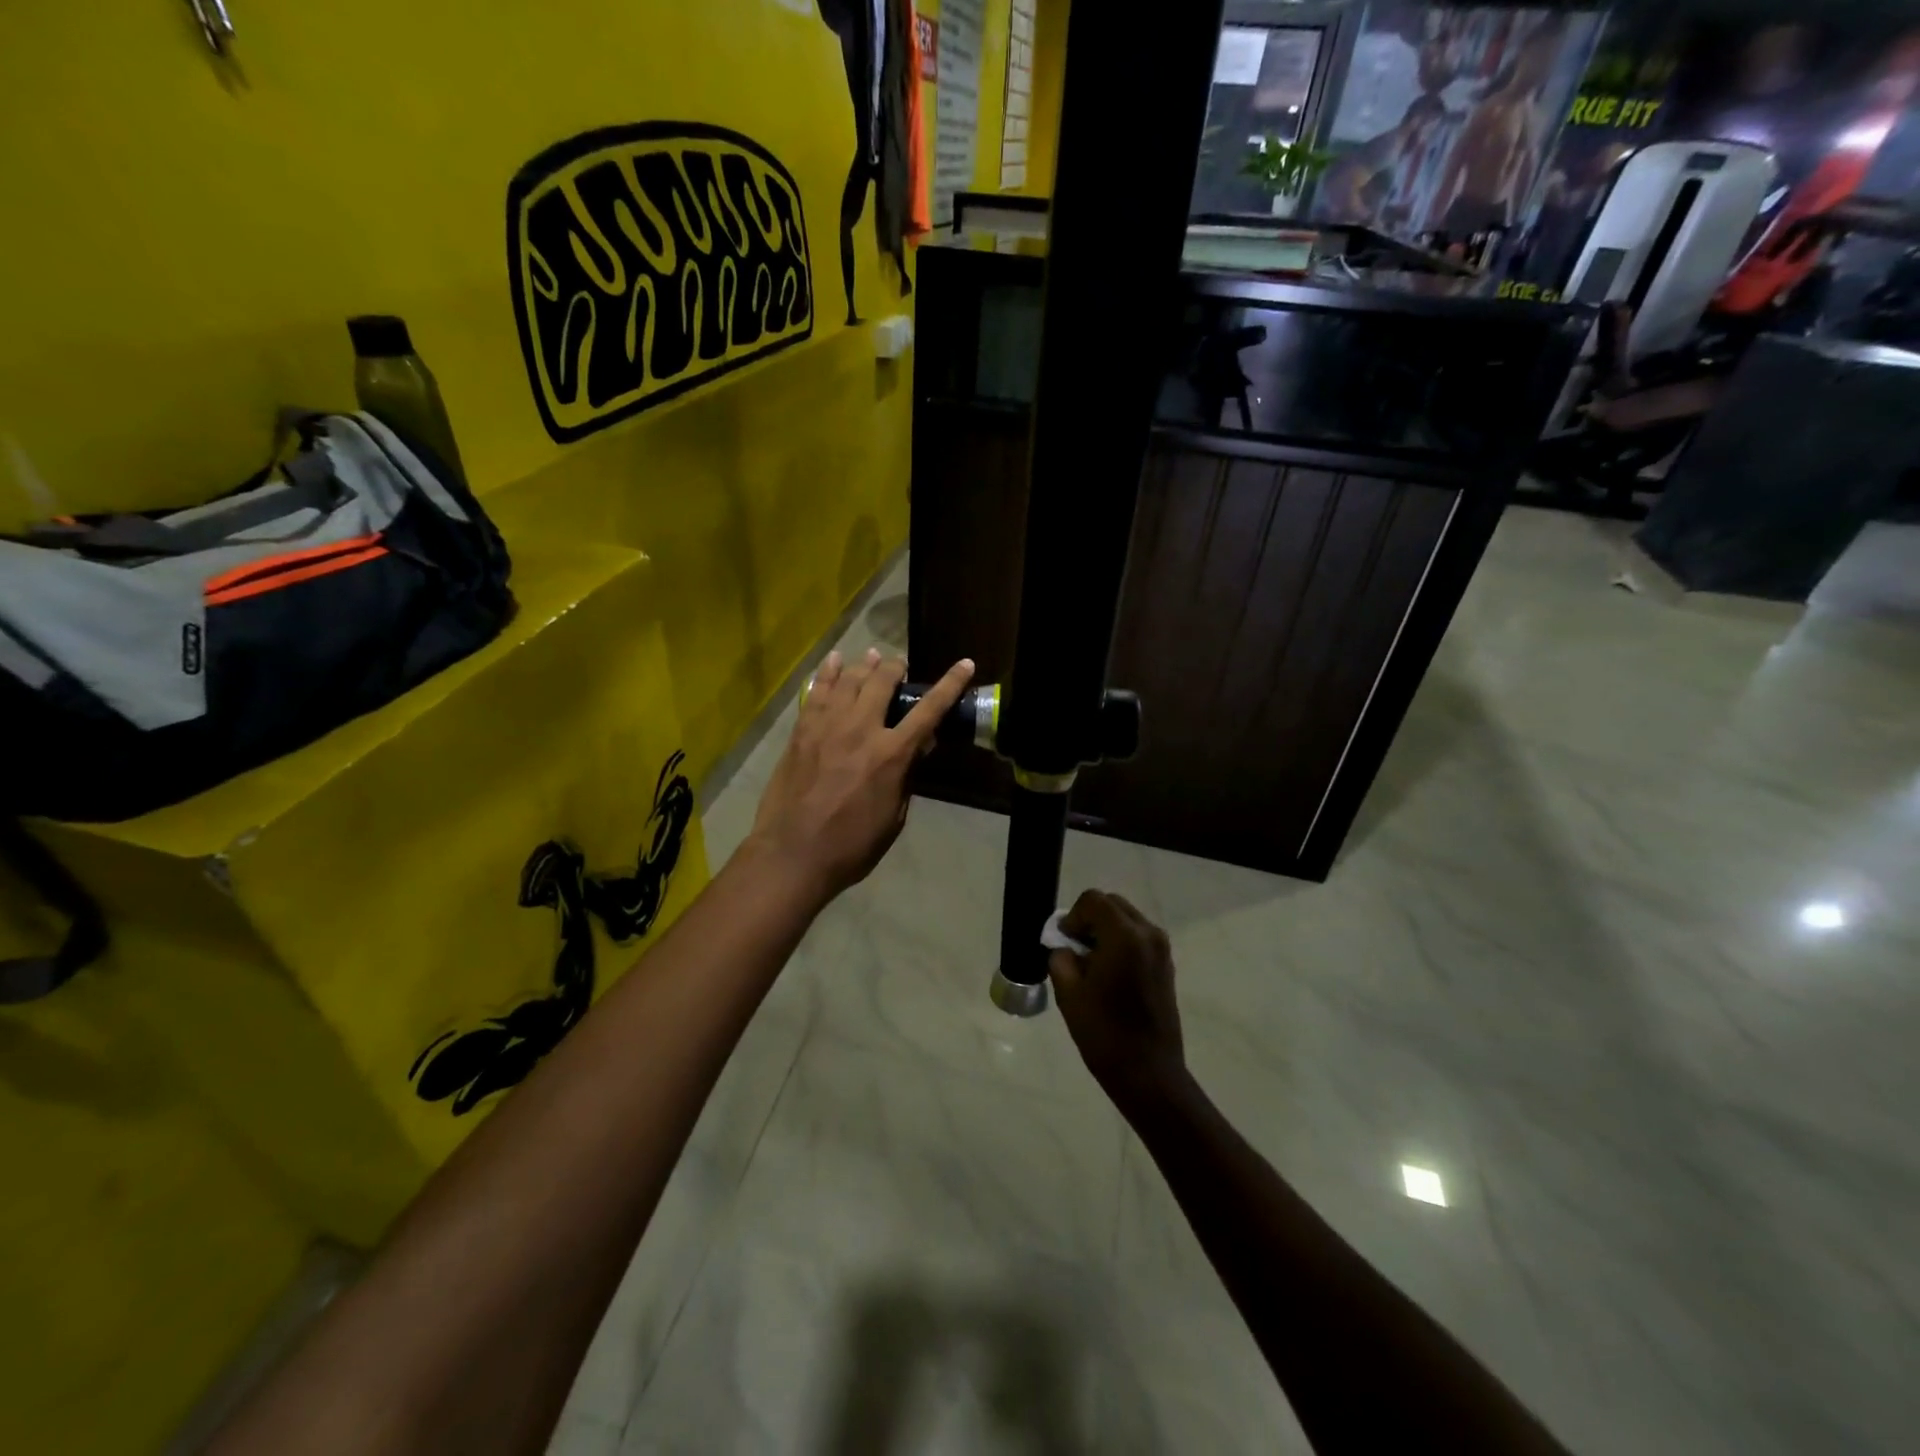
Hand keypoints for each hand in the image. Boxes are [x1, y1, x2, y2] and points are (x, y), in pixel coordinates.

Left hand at [748, 649, 973, 901]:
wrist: (792, 854)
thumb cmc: (851, 846)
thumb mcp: (893, 817)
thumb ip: (906, 778)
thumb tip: (918, 749)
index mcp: (891, 755)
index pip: (928, 711)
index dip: (949, 685)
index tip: (964, 664)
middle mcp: (861, 729)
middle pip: (882, 682)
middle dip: (895, 668)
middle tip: (899, 666)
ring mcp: (827, 726)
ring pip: (849, 679)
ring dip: (865, 665)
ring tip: (872, 657)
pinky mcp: (801, 731)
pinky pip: (817, 691)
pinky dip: (828, 672)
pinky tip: (834, 661)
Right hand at [1048, 891, 1186, 1114]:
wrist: (1148, 1073)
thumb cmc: (1104, 1033)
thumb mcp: (1069, 992)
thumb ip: (1061, 957)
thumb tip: (1064, 945)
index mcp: (1124, 936)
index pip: (1093, 901)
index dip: (1072, 916)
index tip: (1063, 942)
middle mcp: (1148, 933)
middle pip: (1112, 904)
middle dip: (1089, 919)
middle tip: (1074, 949)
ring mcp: (1161, 948)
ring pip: (1126, 919)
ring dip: (1105, 930)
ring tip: (1090, 962)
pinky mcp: (1166, 964)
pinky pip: (1138, 936)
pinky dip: (1120, 942)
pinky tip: (1108, 972)